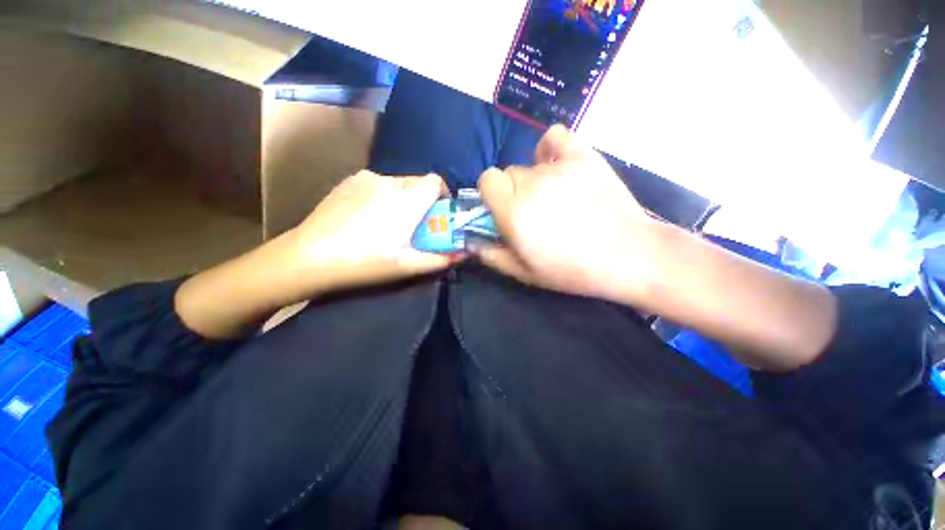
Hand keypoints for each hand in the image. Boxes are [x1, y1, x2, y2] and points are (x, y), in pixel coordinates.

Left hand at [289, 170, 461, 294]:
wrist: (309, 256)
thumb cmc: (364, 262)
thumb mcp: (407, 265)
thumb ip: (441, 258)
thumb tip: (465, 253)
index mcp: (407, 199)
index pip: (436, 181)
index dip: (443, 195)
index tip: (438, 215)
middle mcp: (389, 181)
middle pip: (418, 182)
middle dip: (423, 201)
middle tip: (415, 225)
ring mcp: (366, 178)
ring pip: (397, 183)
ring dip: (402, 199)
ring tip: (388, 223)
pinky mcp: (348, 180)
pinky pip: (376, 183)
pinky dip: (382, 196)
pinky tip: (367, 217)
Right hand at [474, 125, 658, 303]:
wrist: (628, 255)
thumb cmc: (572, 270)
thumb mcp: (525, 273)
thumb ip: (492, 255)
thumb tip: (470, 242)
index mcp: (513, 211)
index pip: (486, 179)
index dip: (491, 194)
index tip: (503, 209)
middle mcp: (531, 183)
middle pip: (508, 173)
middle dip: (514, 191)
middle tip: (534, 211)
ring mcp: (559, 166)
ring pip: (530, 164)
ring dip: (535, 178)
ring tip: (556, 197)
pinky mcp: (584, 155)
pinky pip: (555, 137)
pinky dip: (552, 149)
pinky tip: (560, 166)